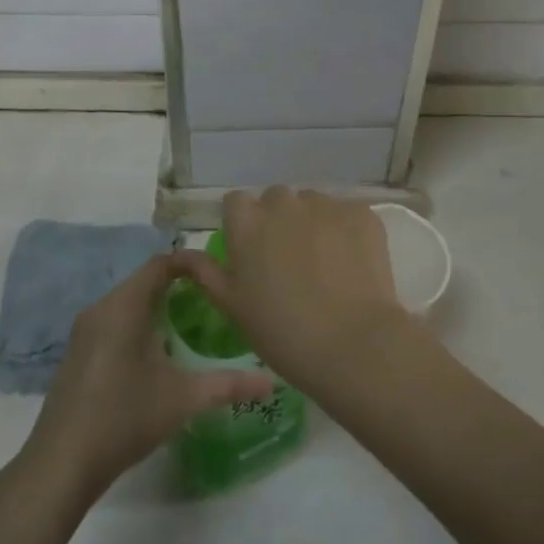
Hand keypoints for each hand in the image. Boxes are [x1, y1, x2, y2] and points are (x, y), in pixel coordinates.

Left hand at [22, 251, 273, 499]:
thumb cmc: (124, 418)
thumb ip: (229, 385)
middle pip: (145, 281)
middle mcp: (100, 309)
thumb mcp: (183, 399)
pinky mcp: (78, 352)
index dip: (191, 262)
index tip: (220, 275)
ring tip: (193, 326)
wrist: (62, 462)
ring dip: (159, 307)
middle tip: (215, 303)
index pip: (160, 264)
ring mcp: (85, 331)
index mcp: (123, 307)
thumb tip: (272, 381)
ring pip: (129, 303)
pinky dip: (140, 325)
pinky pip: (115, 322)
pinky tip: (159, 355)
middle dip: (180, 286)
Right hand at [179, 188, 413, 394]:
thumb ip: (205, 272)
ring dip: (313, 223)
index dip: (243, 224)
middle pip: (276, 200)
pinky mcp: (361, 213)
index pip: (235, 202)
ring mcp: (325, 205)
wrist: (352, 343)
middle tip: (289, 261)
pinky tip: (351, 263)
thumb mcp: (231, 306)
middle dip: (279, 221)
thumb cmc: (281, 331)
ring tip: (324, 263)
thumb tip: (182, 253)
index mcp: (246, 222)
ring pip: (313, 204)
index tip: (252, 251)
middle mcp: (283, 203)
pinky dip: (346, 230)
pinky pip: (346, 213)